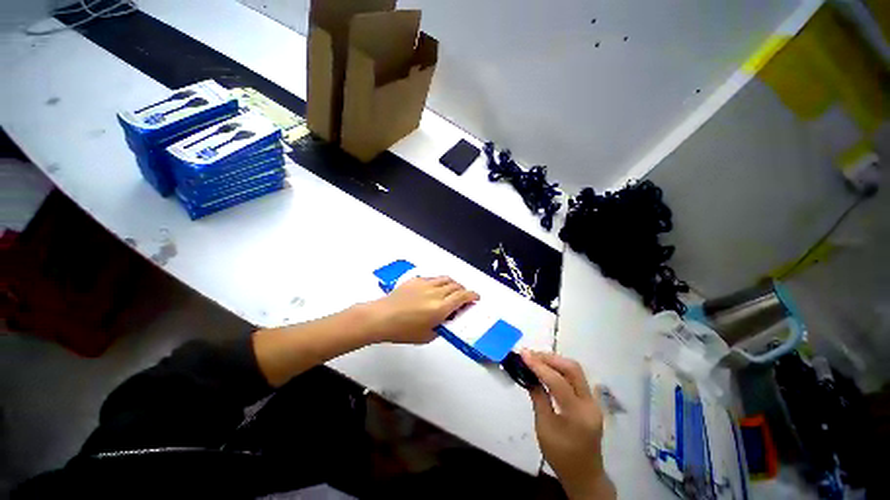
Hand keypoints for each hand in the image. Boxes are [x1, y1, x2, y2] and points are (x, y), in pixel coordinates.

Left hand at [365, 276, 479, 343]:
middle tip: (463, 298)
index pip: (463, 297)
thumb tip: (448, 319)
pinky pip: (433, 278)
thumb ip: (442, 326)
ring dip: (453, 284)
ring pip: (446, 279)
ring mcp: (425, 284)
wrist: (382, 318)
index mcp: (440, 308)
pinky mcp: (416, 280)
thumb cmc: (403, 330)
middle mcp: (436, 293)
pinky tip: (434, 290)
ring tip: (451, 291)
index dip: (473, 295)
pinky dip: (439, 282)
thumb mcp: (428, 336)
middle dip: (463, 291)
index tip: (476, 297)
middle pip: (457, 286)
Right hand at [522, 351, 614, 499]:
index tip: (523, 354)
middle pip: (572, 369)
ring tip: (535, 358)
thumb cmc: (560, 455)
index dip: (539, 366)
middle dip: (550, 358)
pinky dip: (560, 369)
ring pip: (575, 370)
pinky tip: (547, 369)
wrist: (584, 475)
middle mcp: (589, 403)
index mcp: (577, 414)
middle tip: (530, 355)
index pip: (558, 382)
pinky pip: (575, 378)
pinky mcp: (590, 401)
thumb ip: (538, 399)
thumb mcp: (544, 428)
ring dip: (554, 361)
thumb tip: (529, 376)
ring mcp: (593, 401)